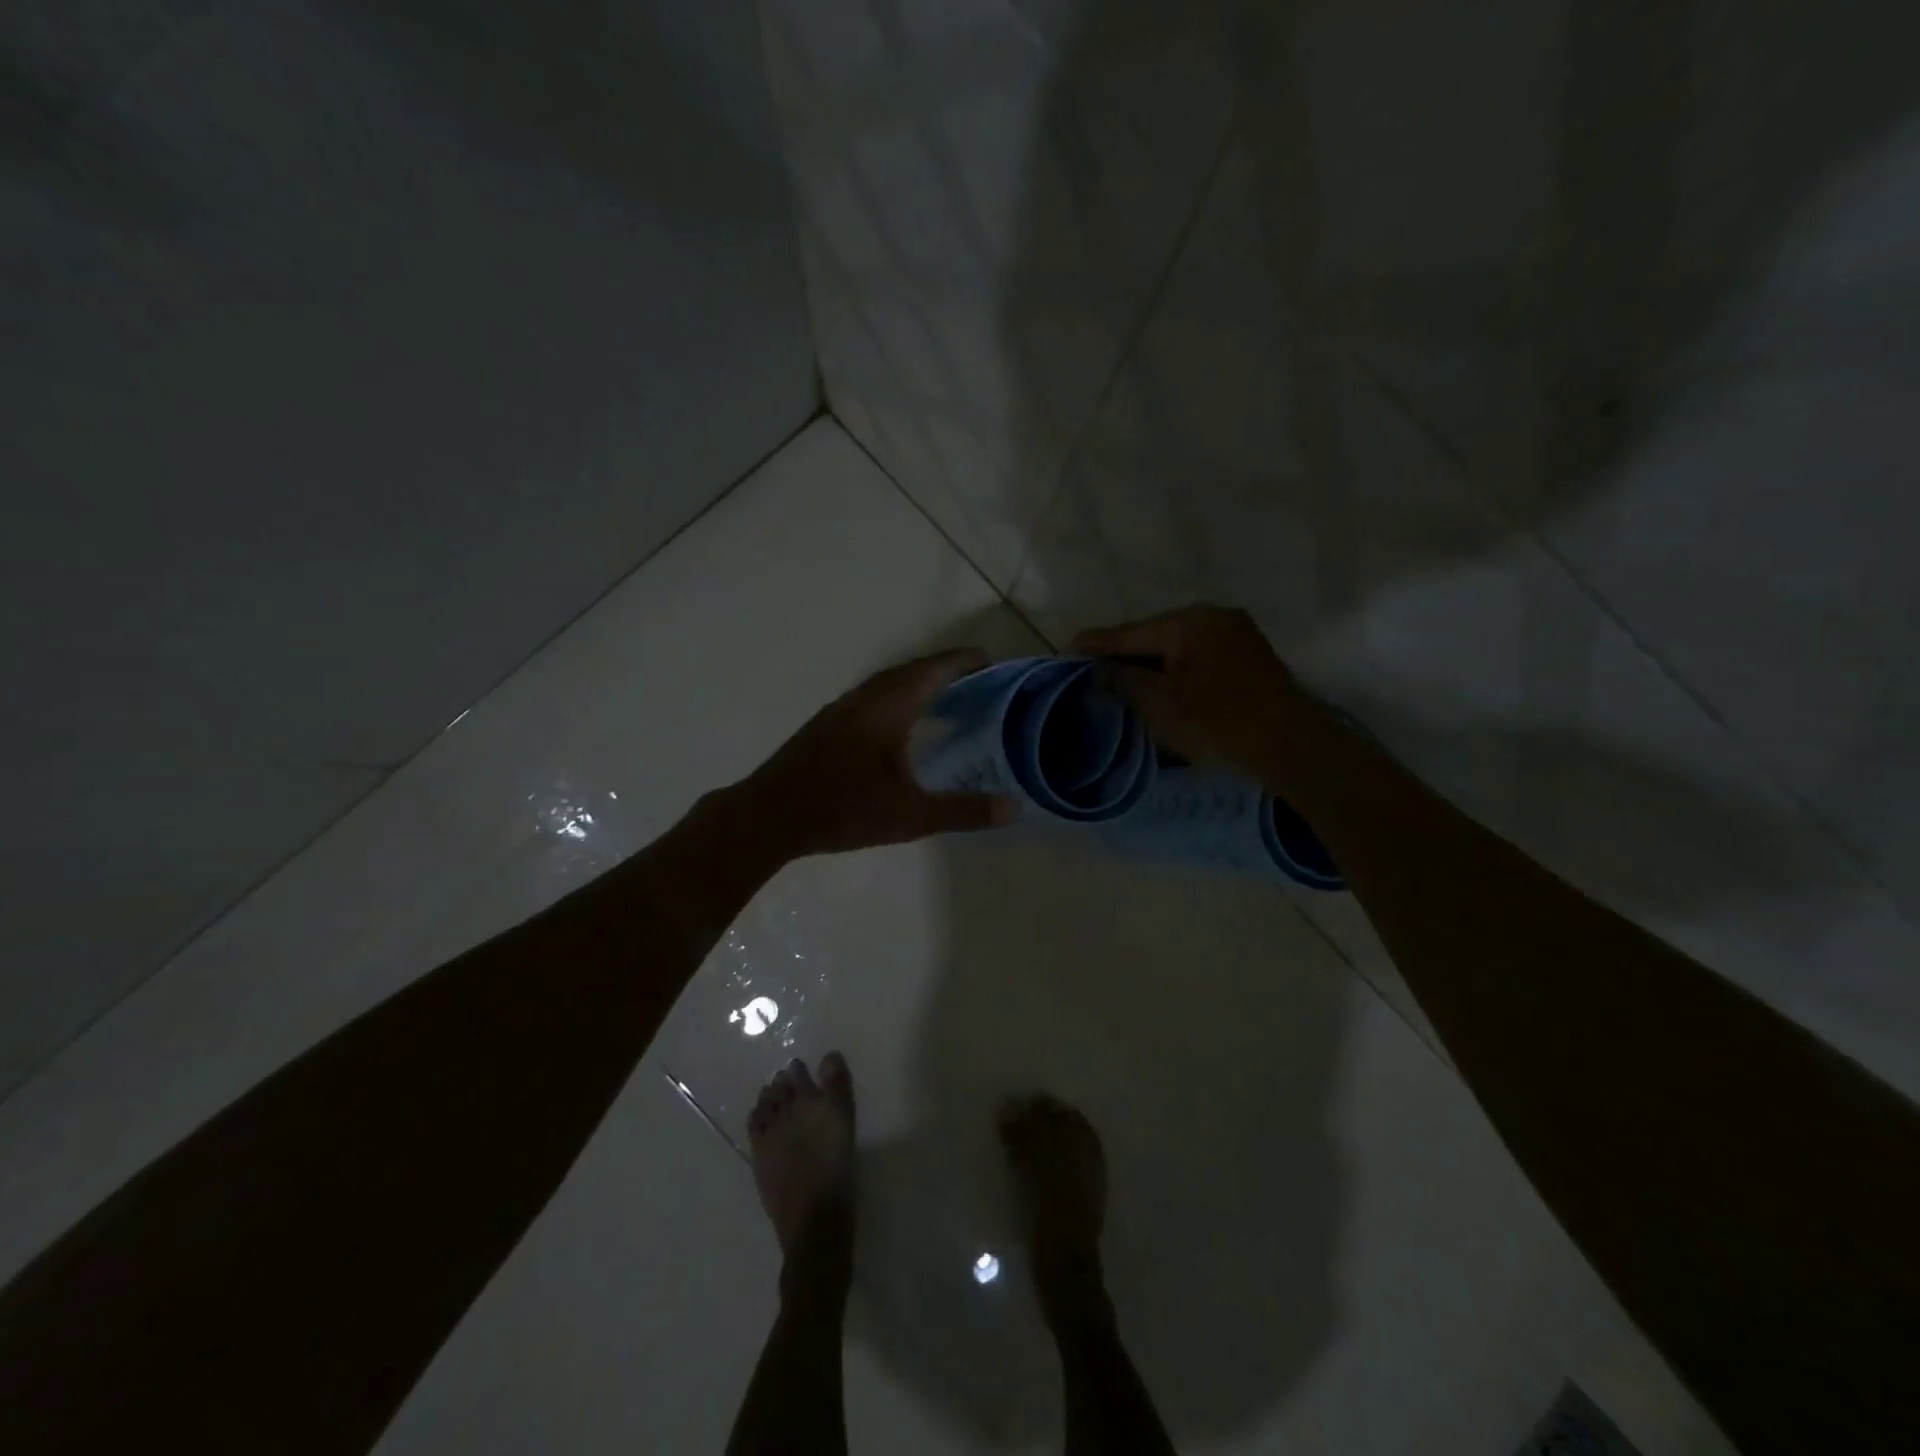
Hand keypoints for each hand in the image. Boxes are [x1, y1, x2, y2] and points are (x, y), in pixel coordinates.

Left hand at [742, 648, 1017, 857]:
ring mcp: (839, 711)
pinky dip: (896, 700)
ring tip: (944, 699)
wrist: (769, 816)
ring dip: (916, 684)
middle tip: (975, 682)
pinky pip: (870, 699)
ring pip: (886, 684)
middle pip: (909, 671)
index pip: (932, 671)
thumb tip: (1013, 808)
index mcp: (887, 708)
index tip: (990, 661)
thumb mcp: (910, 816)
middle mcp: (863, 699)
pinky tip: (899, 727)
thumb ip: (962, 811)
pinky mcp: (825, 727)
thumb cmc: (842, 809)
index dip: (962, 662)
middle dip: (943, 670)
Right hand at [1072, 605, 1322, 782]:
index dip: (1096, 643)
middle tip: (1094, 666)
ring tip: (1124, 675)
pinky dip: (1177, 663)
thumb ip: (1125, 680)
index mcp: (1186, 623)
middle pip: (1154, 633)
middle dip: (1125, 651)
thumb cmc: (1218, 725)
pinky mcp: (1249, 649)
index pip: (1129, 633)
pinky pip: (1199, 649)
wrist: (1291, 744)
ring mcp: (1235, 629)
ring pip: (1178, 641)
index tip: (1067, 648)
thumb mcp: (1161, 706)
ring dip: (1152, 658)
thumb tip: (1100, 668)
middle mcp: (1211, 615)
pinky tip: (1164, 679)